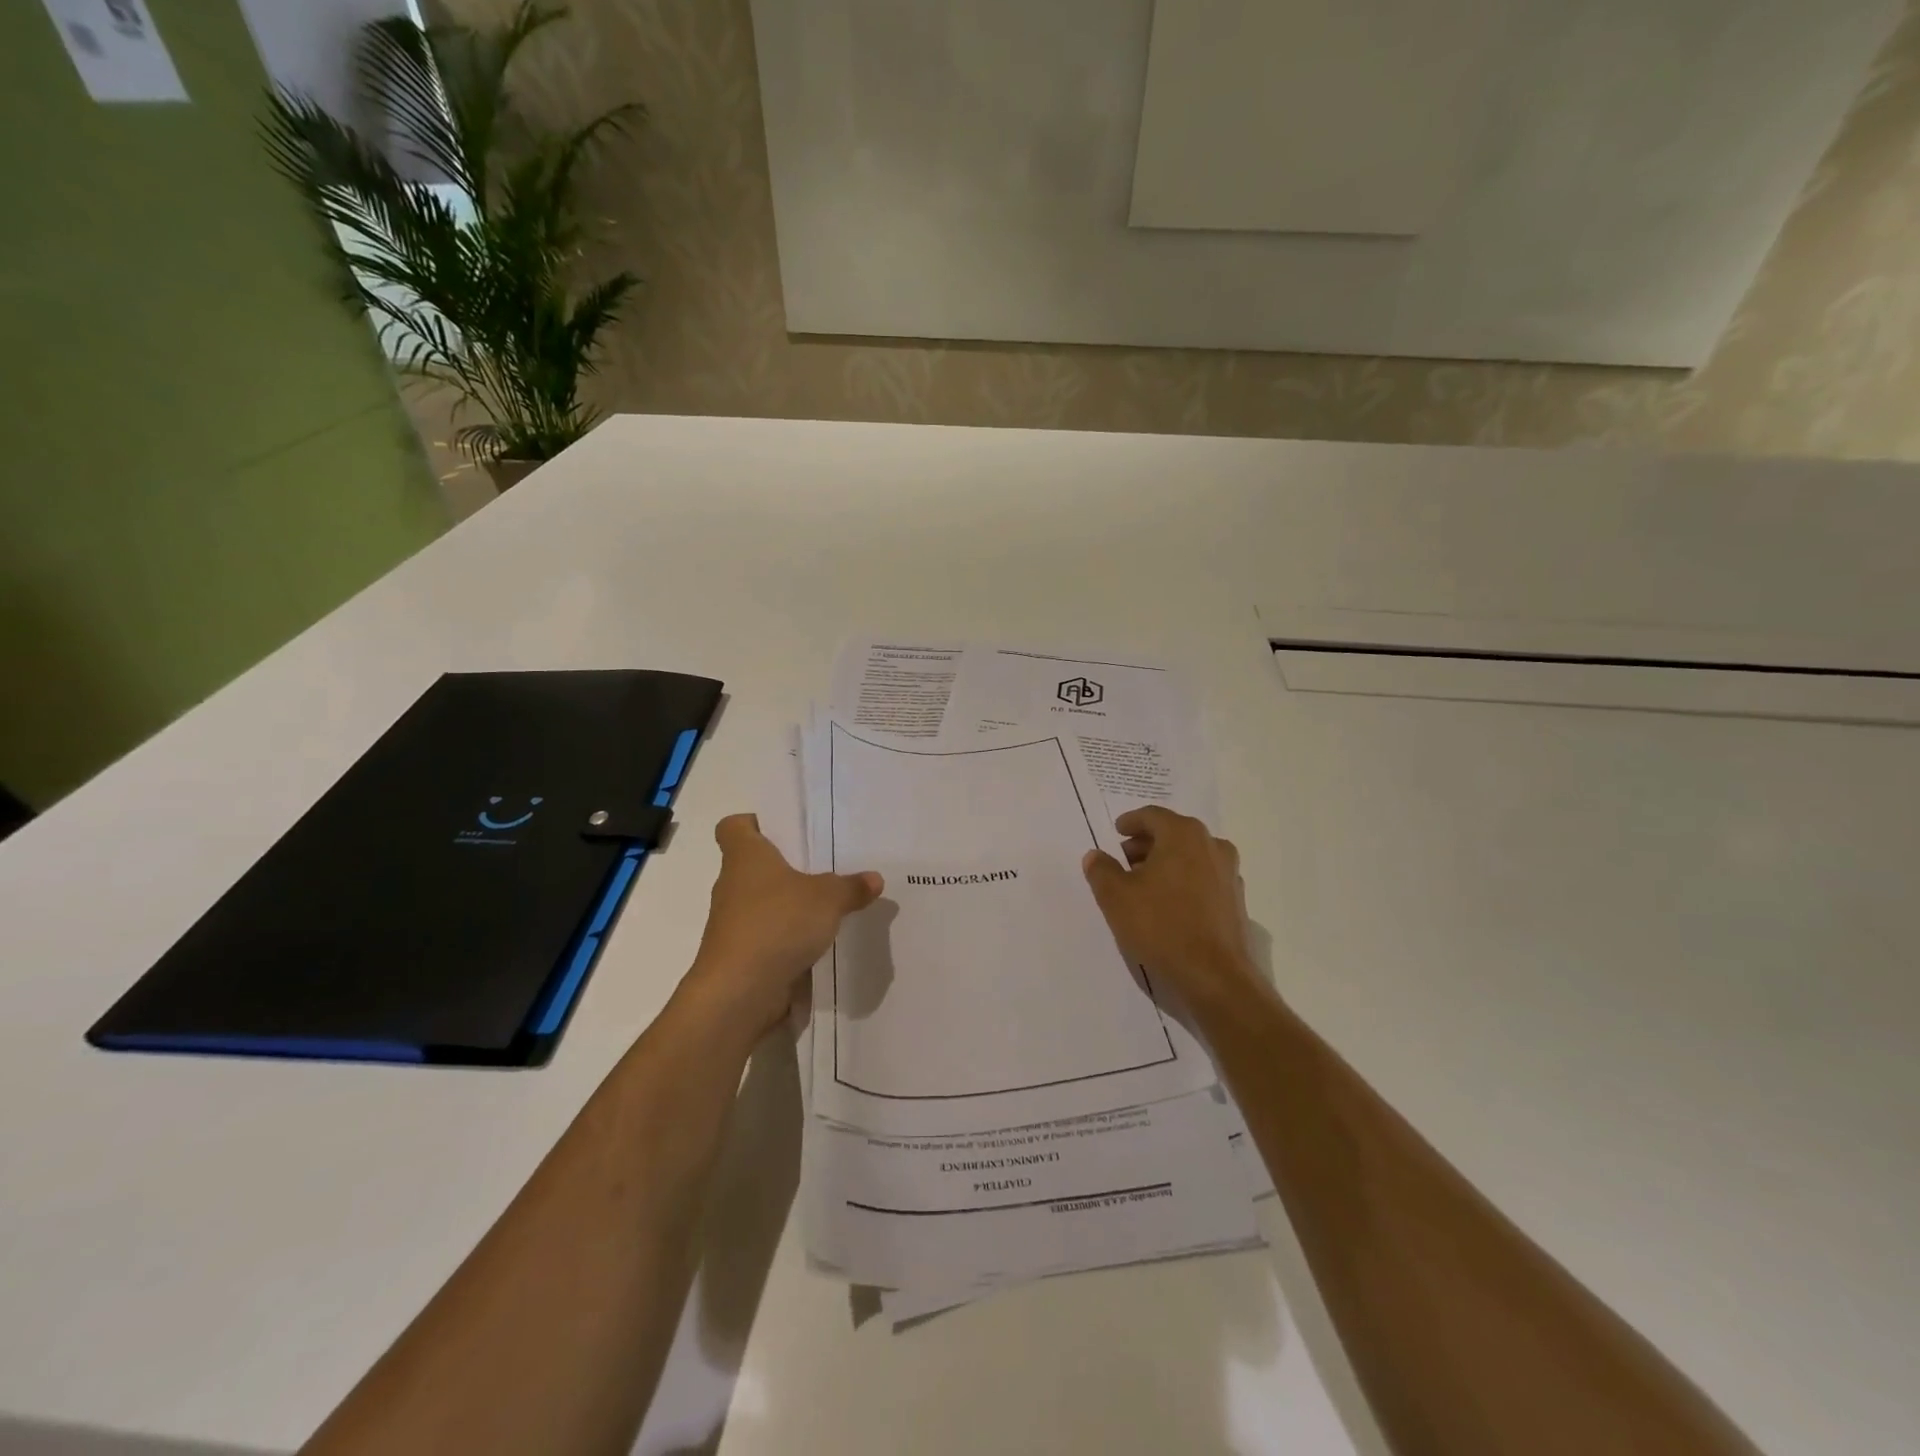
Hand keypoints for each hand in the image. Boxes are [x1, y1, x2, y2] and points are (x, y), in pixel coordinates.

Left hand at [681, 813, 882, 1039]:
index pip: (734, 826)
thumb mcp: (827, 899)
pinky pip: (769, 935)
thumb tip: (874, 879)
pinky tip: (820, 941)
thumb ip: (851, 886)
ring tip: (831, 904)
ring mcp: (735, 923)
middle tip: (827, 864)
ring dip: (791, 904)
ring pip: (764, 902)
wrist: (738, 993)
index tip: (785, 830)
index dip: (755, 823)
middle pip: (755, 865)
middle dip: (787, 865)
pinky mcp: (743, 955)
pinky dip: (789, 936)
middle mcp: (734, 885)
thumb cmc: (777, 924)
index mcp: (745, 857)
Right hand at [1082, 807, 1255, 1002]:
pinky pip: (1203, 878)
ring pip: (1190, 856)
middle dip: (1146, 844)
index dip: (1130, 822)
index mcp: (1183, 834)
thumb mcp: (1116, 897)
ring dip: (1166, 863)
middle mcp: (1212, 845)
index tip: (1116, 832)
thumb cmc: (1161, 926)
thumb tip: (1095, 855)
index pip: (1152, 816)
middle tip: (1124, 860)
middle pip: (1173, 833)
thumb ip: (1101, 870)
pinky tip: (1168, 904)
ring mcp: (1229, 872)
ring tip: (1143, 884)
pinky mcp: (1236, 899)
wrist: (1215, 976)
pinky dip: (1184, 880)